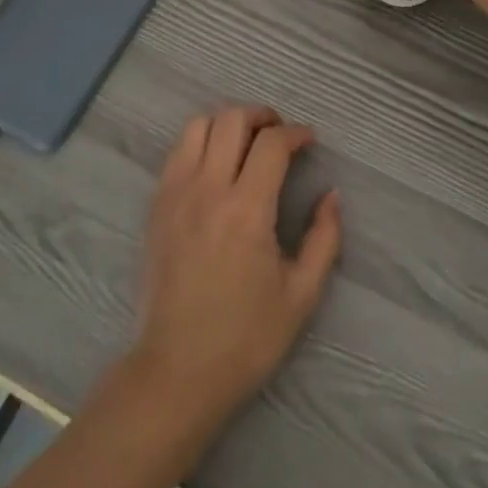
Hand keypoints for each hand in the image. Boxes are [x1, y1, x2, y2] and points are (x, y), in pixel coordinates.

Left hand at [127, 106, 341, 430]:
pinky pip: (177, 151)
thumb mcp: (301, 296)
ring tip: (245, 141)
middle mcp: (208, 190)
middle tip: (278, 134)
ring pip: (198, 125)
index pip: (271, 143)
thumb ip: (324, 239)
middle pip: (231, 119)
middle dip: (261, 115)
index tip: (309, 140)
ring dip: (226, 122)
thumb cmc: (245, 339)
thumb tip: (332, 195)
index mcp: (246, 210)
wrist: (175, 373)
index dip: (295, 132)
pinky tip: (215, 164)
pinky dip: (200, 141)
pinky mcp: (156, 206)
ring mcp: (175, 194)